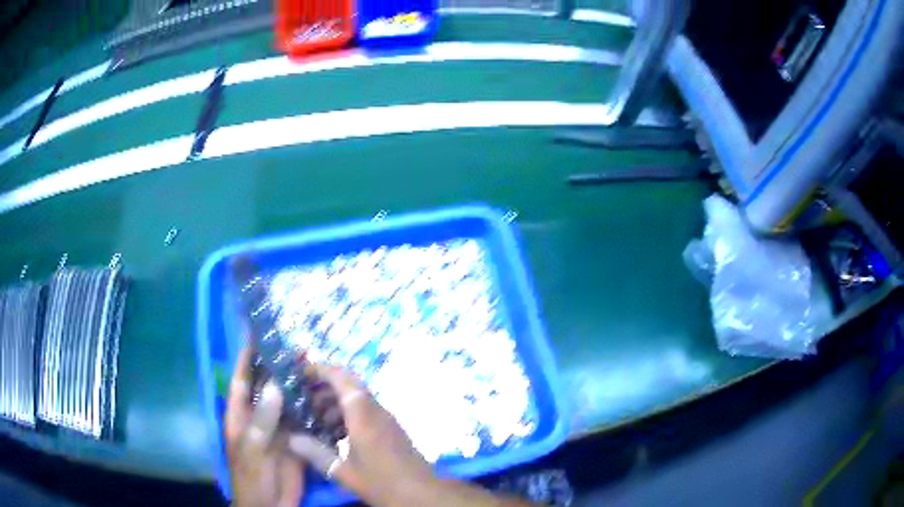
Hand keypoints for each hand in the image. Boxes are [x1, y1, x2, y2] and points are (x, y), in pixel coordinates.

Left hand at [226, 347, 305, 506]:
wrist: (271, 505)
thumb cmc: (252, 477)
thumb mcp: (253, 448)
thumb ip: (262, 419)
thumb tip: (272, 385)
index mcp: (240, 416)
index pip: (240, 381)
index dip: (246, 358)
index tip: (257, 334)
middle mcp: (259, 417)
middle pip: (266, 388)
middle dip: (277, 368)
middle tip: (295, 347)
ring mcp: (278, 428)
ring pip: (286, 402)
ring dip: (296, 386)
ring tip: (312, 365)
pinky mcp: (295, 440)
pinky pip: (302, 420)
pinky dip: (311, 407)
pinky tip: (323, 395)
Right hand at [288, 364, 435, 505]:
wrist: (422, 494)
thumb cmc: (382, 482)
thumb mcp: (344, 472)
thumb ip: (316, 453)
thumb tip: (291, 438)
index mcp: (363, 415)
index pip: (342, 379)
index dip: (322, 370)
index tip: (302, 372)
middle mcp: (376, 411)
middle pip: (350, 386)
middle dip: (325, 386)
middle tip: (304, 397)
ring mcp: (386, 420)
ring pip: (358, 399)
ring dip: (336, 402)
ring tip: (315, 417)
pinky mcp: (392, 430)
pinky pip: (366, 412)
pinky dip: (348, 414)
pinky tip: (335, 433)